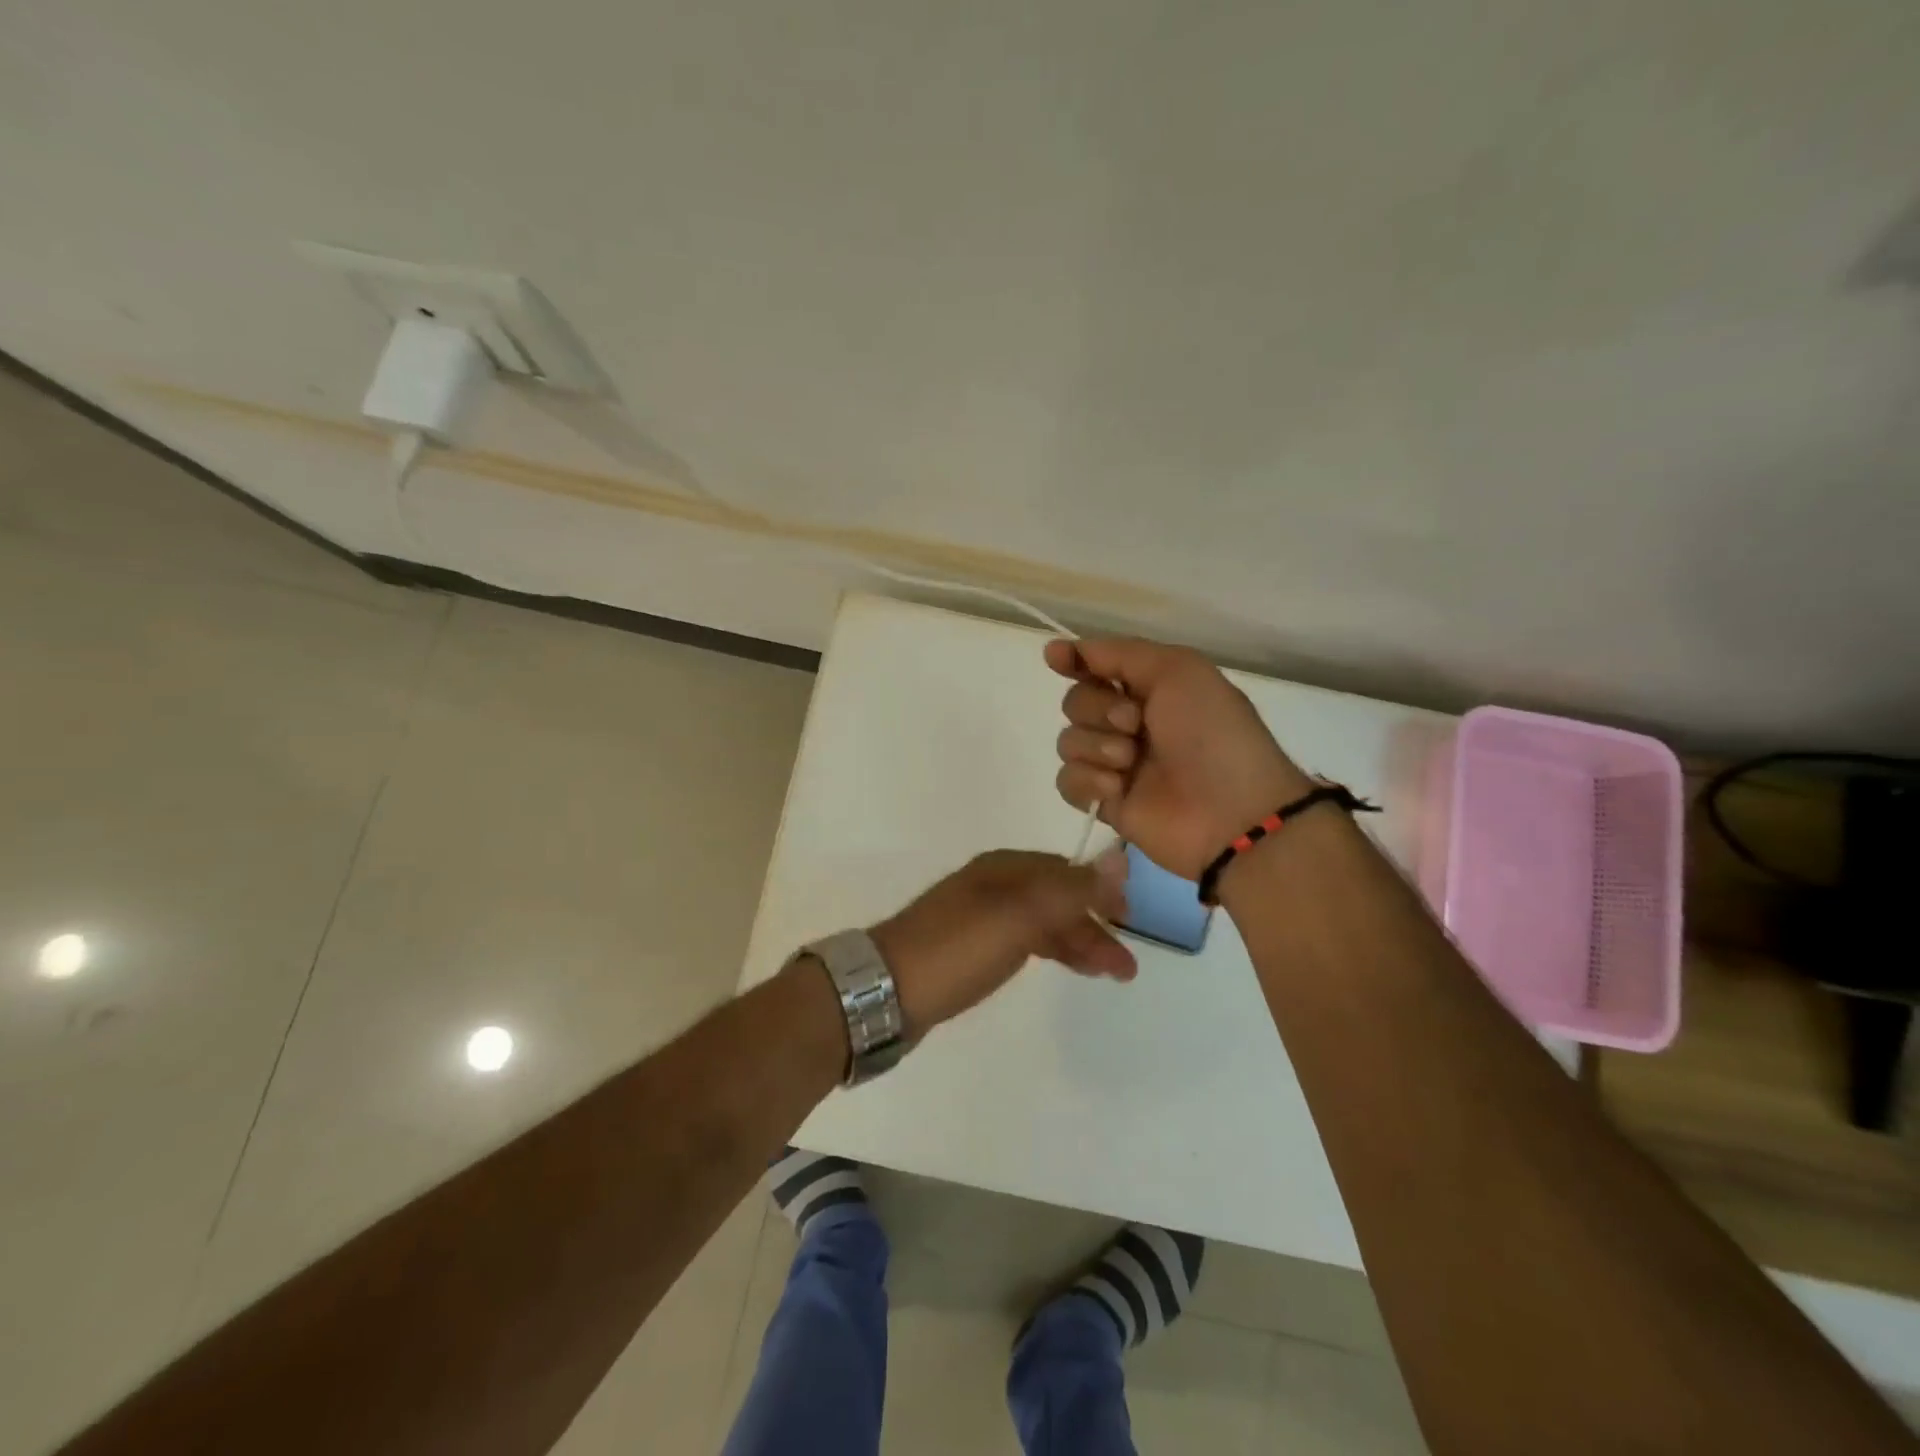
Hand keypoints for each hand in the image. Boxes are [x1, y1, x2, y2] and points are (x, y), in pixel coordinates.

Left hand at [869, 849, 1133, 1035]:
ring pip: (1042, 922)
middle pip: (1056, 898)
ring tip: (1110, 974)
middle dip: (1093, 926)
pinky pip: (1023, 941)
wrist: (884, 991)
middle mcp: (993, 886)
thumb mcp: (1019, 915)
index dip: (1100, 891)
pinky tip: (1065, 965)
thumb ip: (1070, 890)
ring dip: (1077, 942)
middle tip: (1125, 966)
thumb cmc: (956, 949)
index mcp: (1003, 868)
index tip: (1130, 919)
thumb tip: (1119, 858)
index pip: (1065, 870)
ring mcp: (979, 917)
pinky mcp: (969, 948)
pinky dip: (1051, 950)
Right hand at [1046, 637, 1311, 879]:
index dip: (1074, 661)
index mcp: (1151, 689)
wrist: (1230, 812)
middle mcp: (1130, 723)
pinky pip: (1068, 780)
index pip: (1097, 667)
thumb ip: (1118, 654)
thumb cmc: (1211, 733)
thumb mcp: (1178, 670)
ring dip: (1097, 746)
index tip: (1056, 657)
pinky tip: (1117, 789)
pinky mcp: (1105, 801)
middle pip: (1075, 702)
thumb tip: (1059, 649)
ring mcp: (1116, 764)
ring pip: (1068, 741)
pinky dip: (1088, 781)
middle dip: (1097, 708)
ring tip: (1130, 762)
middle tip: (1133, 724)